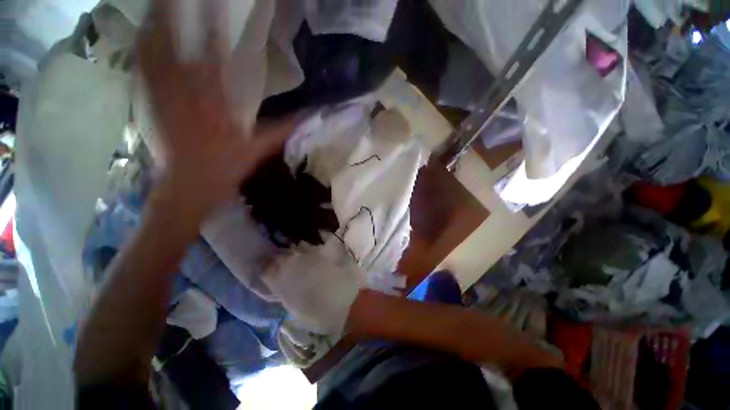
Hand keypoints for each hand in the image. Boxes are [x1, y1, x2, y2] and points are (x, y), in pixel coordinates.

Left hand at [137, 0, 295, 218]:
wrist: (192, 182)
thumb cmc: (227, 165)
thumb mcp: (259, 148)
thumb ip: (281, 130)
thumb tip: (305, 118)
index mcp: (217, 103)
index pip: (214, 57)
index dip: (212, 28)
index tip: (213, 5)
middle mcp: (188, 93)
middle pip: (175, 46)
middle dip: (172, 15)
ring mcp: (166, 97)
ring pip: (154, 53)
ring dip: (154, 26)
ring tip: (158, 6)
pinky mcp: (153, 103)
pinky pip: (143, 71)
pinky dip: (142, 50)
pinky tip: (143, 35)